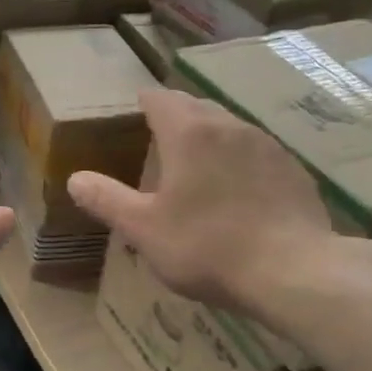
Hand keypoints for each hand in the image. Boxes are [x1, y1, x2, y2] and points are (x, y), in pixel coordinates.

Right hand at [66, 88, 371, 319]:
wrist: (295, 271)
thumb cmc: (208, 246)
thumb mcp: (145, 229)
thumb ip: (107, 199)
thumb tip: (75, 178)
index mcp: (189, 132)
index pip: (159, 98)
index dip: (143, 103)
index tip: (133, 112)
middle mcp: (229, 126)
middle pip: (196, 107)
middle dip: (175, 116)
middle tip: (158, 140)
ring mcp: (267, 145)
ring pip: (229, 127)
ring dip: (209, 137)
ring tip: (196, 165)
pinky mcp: (293, 169)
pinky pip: (256, 151)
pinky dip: (238, 160)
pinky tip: (237, 191)